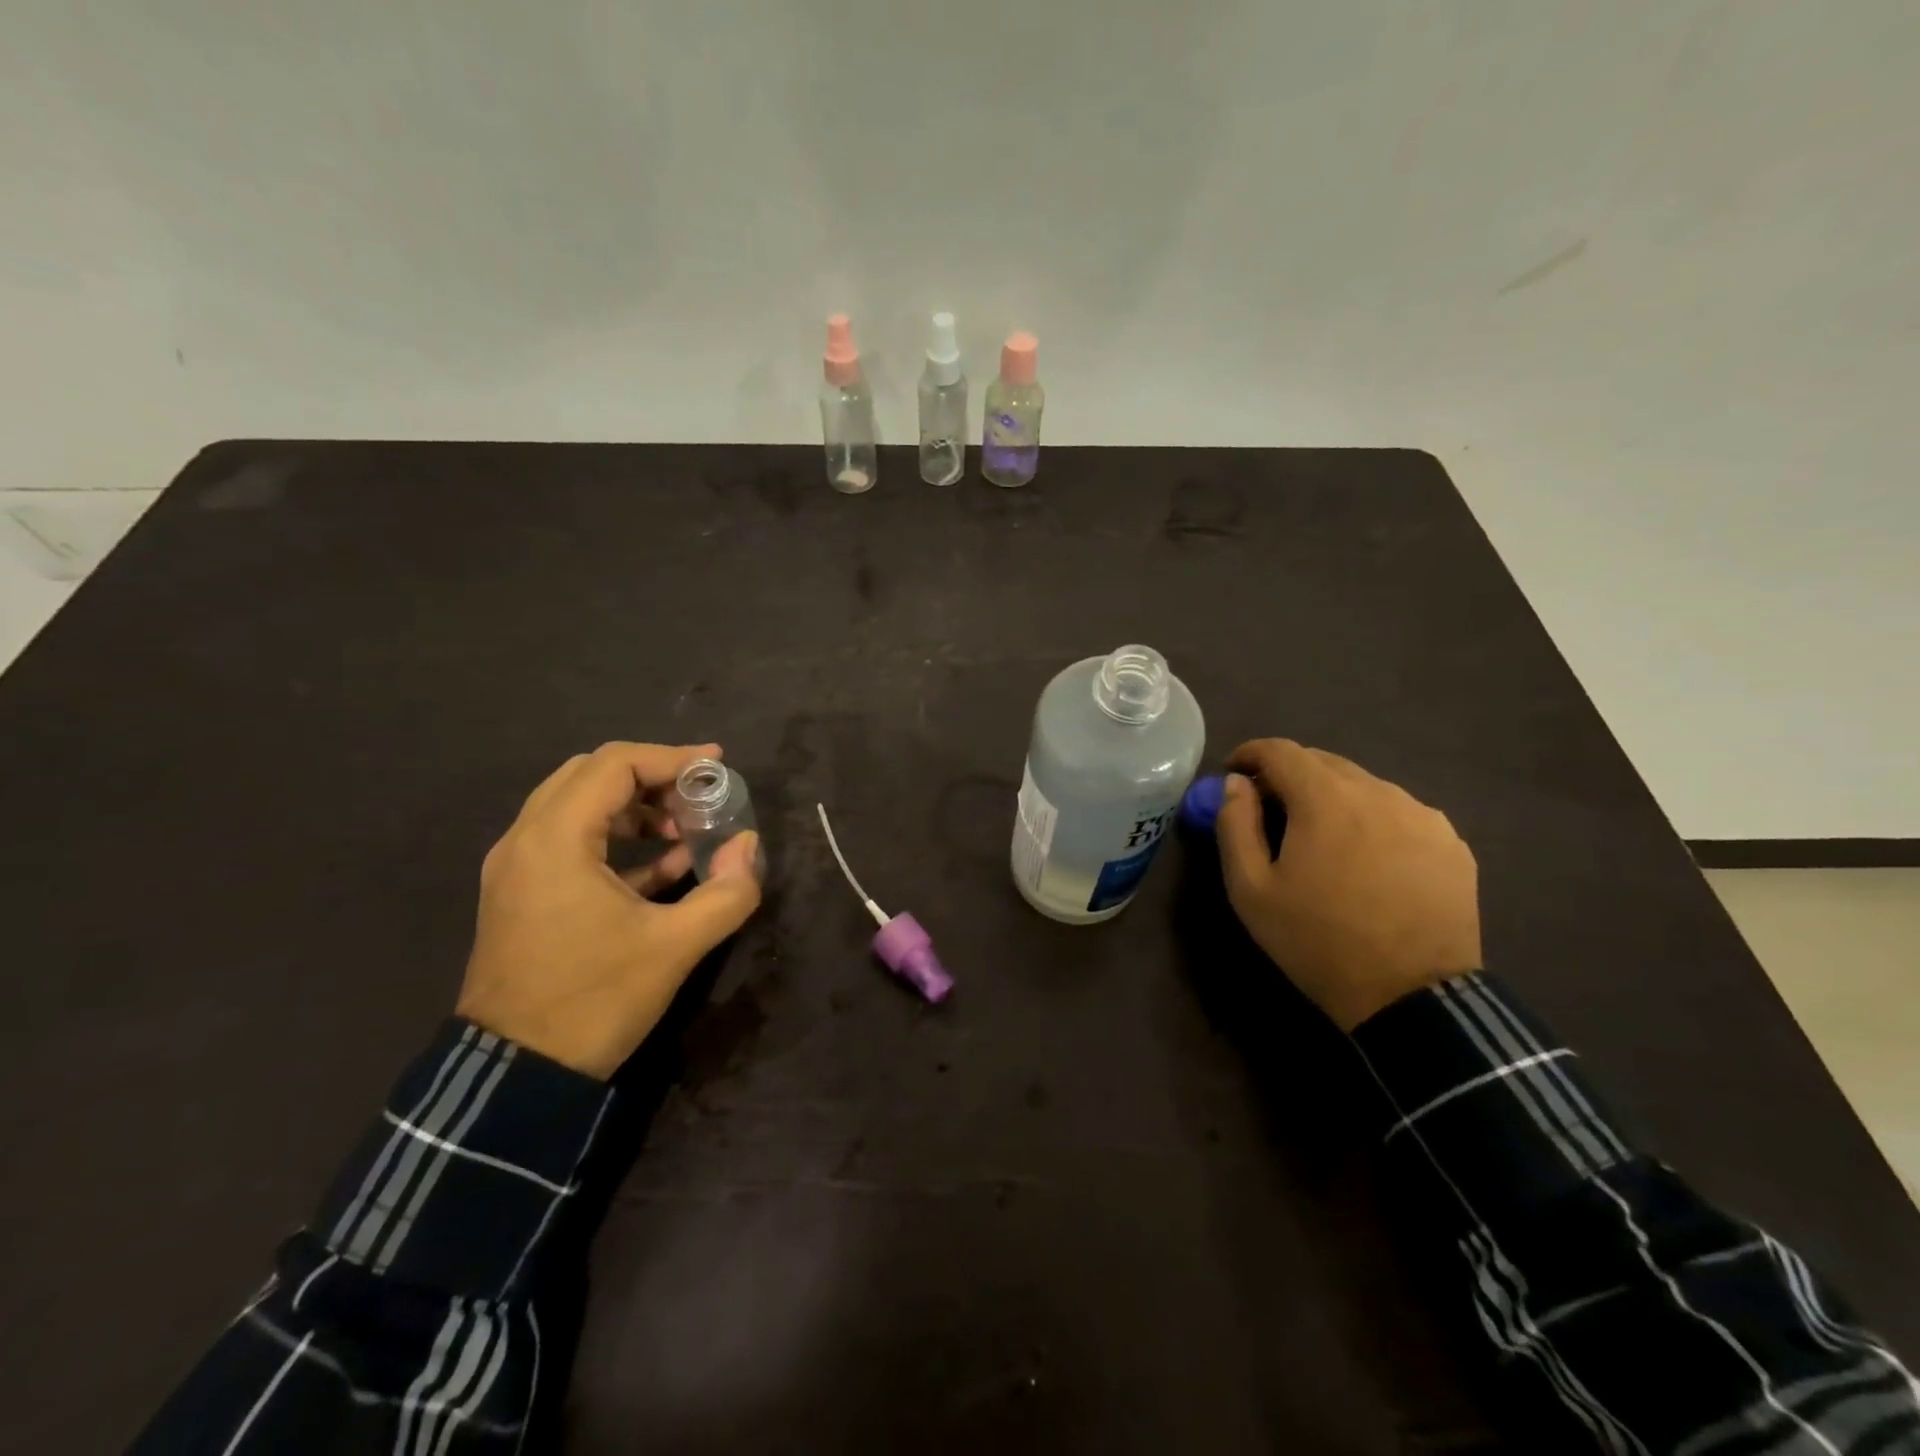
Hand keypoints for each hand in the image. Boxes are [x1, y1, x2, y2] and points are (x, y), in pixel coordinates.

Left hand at [456, 742, 763, 1078]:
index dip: (672, 758)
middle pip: (591, 775)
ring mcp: (517, 869)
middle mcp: (526, 841)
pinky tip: (666, 865)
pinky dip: (616, 838)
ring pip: (578, 806)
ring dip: (635, 807)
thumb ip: (727, 891)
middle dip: (653, 777)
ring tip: (686, 830)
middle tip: (699, 795)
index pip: (614, 765)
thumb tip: (749, 846)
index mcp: (555, 840)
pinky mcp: (522, 895)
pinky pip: (569, 841)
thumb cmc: (595, 1000)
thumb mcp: (675, 947)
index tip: (717, 766)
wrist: (516, 1077)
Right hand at [1215, 739, 1480, 1031]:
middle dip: (1289, 777)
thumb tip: (1235, 783)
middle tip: (1271, 810)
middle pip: (1323, 763)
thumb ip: (1235, 825)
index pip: (1280, 750)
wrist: (1411, 997)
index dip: (1250, 754)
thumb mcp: (1251, 889)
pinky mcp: (1452, 843)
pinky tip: (1368, 861)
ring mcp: (1422, 815)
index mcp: (1325, 798)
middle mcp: (1378, 791)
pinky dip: (1373, 822)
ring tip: (1322, 840)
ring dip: (1333, 799)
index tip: (1234, 774)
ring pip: (1364, 787)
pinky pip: (1400, 814)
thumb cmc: (1317, 940)